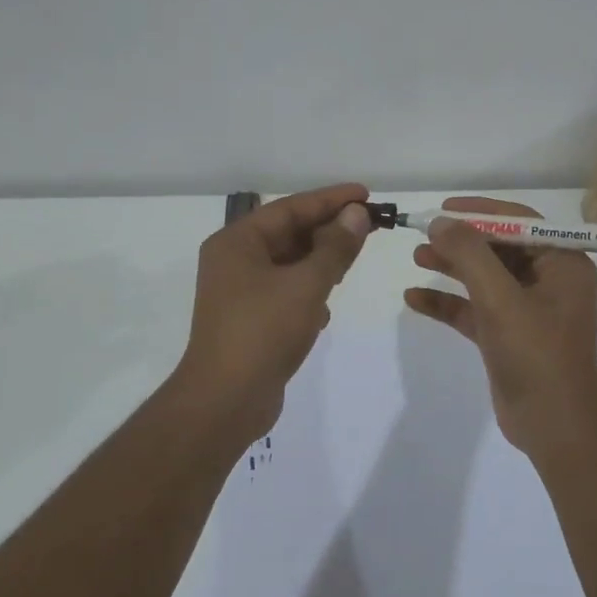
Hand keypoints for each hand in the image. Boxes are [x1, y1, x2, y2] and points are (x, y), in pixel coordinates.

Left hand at [175, 183, 373, 436]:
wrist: (225, 401)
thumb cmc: (263, 332)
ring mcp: (240, 292)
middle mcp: (234, 260)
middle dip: (329, 230)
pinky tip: (326, 306)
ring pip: (289, 264)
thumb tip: (357, 214)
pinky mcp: (251, 320)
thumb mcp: (306, 285)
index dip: (331, 200)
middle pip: (289, 233)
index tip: (367, 195)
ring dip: (321, 261)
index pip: (290, 207)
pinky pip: (285, 292)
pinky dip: (308, 291)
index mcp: (237, 242)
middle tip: (371, 225)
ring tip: (354, 259)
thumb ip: (335, 247)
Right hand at [403, 197, 596, 454]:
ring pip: (484, 278)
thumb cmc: (536, 354)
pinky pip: (474, 309)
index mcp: (563, 264)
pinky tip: (414, 299)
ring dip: (452, 267)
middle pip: (499, 249)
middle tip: (423, 234)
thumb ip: (469, 255)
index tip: (444, 208)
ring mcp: (527, 310)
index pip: (520, 222)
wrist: (553, 426)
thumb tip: (440, 221)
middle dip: (461, 241)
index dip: (481, 212)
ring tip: (416, 257)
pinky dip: (448, 303)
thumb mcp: (500, 298)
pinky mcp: (508, 336)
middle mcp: (548, 282)